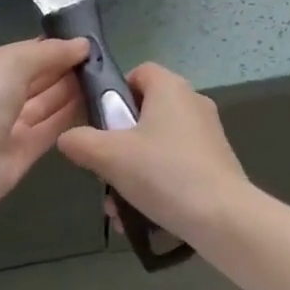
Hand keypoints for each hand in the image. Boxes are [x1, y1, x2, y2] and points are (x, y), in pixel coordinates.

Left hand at [0, 38, 88, 289]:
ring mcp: (10, 124)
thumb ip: (49, 52)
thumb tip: (82, 44)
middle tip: (101, 59)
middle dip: (65, 67)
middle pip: (38, 76)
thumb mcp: (12, 63)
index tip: (86, 42)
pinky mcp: (24, 150)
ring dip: (72, 89)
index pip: (24, 52)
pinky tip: (96, 101)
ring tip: (104, 76)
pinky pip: (51, 126)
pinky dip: (71, 114)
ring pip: (47, 101)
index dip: (54, 46)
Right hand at [56, 63, 251, 249]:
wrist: (222, 216)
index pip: (139, 72)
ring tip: (118, 208)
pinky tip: (142, 217)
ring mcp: (207, 132)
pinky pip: (177, 164)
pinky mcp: (216, 161)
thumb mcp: (111, 157)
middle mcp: (192, 101)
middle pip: (146, 112)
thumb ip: (82, 142)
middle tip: (105, 172)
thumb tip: (67, 137)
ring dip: (134, 171)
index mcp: (170, 87)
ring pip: (159, 144)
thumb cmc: (164, 173)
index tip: (100, 124)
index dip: (115, 93)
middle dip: (120, 144)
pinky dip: (158, 183)